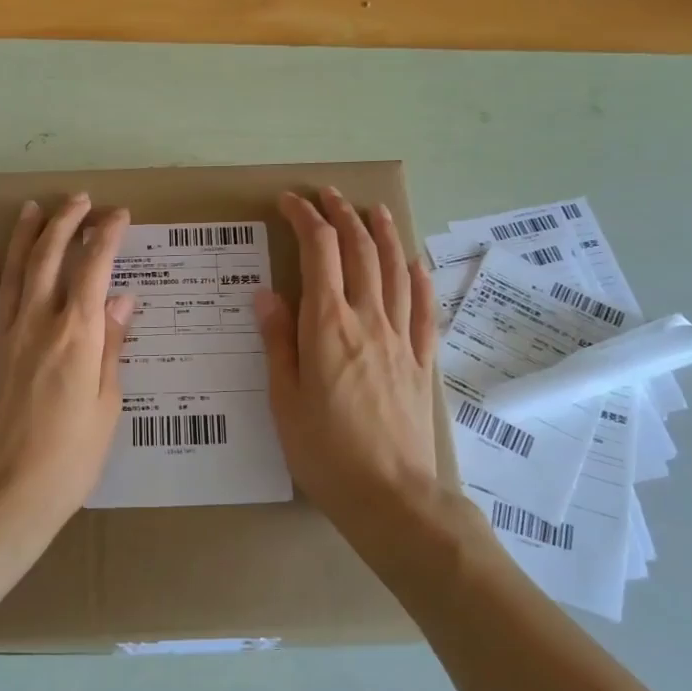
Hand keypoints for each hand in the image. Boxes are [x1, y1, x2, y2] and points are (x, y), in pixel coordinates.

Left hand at [0, 195, 134, 544]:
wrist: (5, 496)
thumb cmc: (70, 459)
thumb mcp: (107, 404)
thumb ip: (112, 346)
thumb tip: (123, 299)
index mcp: (77, 336)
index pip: (94, 269)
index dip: (107, 236)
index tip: (118, 216)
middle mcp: (36, 324)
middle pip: (48, 258)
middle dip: (65, 222)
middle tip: (78, 200)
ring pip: (11, 273)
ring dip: (23, 236)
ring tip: (34, 208)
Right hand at [256, 189, 440, 528]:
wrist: (390, 495)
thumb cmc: (324, 452)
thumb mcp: (284, 399)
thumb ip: (278, 341)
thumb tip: (267, 294)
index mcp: (327, 326)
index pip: (318, 253)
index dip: (304, 220)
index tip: (289, 203)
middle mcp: (368, 320)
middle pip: (359, 251)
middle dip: (342, 216)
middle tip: (327, 195)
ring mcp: (401, 339)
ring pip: (394, 270)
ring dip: (382, 234)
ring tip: (373, 210)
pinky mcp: (422, 361)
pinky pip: (424, 309)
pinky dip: (418, 279)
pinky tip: (414, 264)